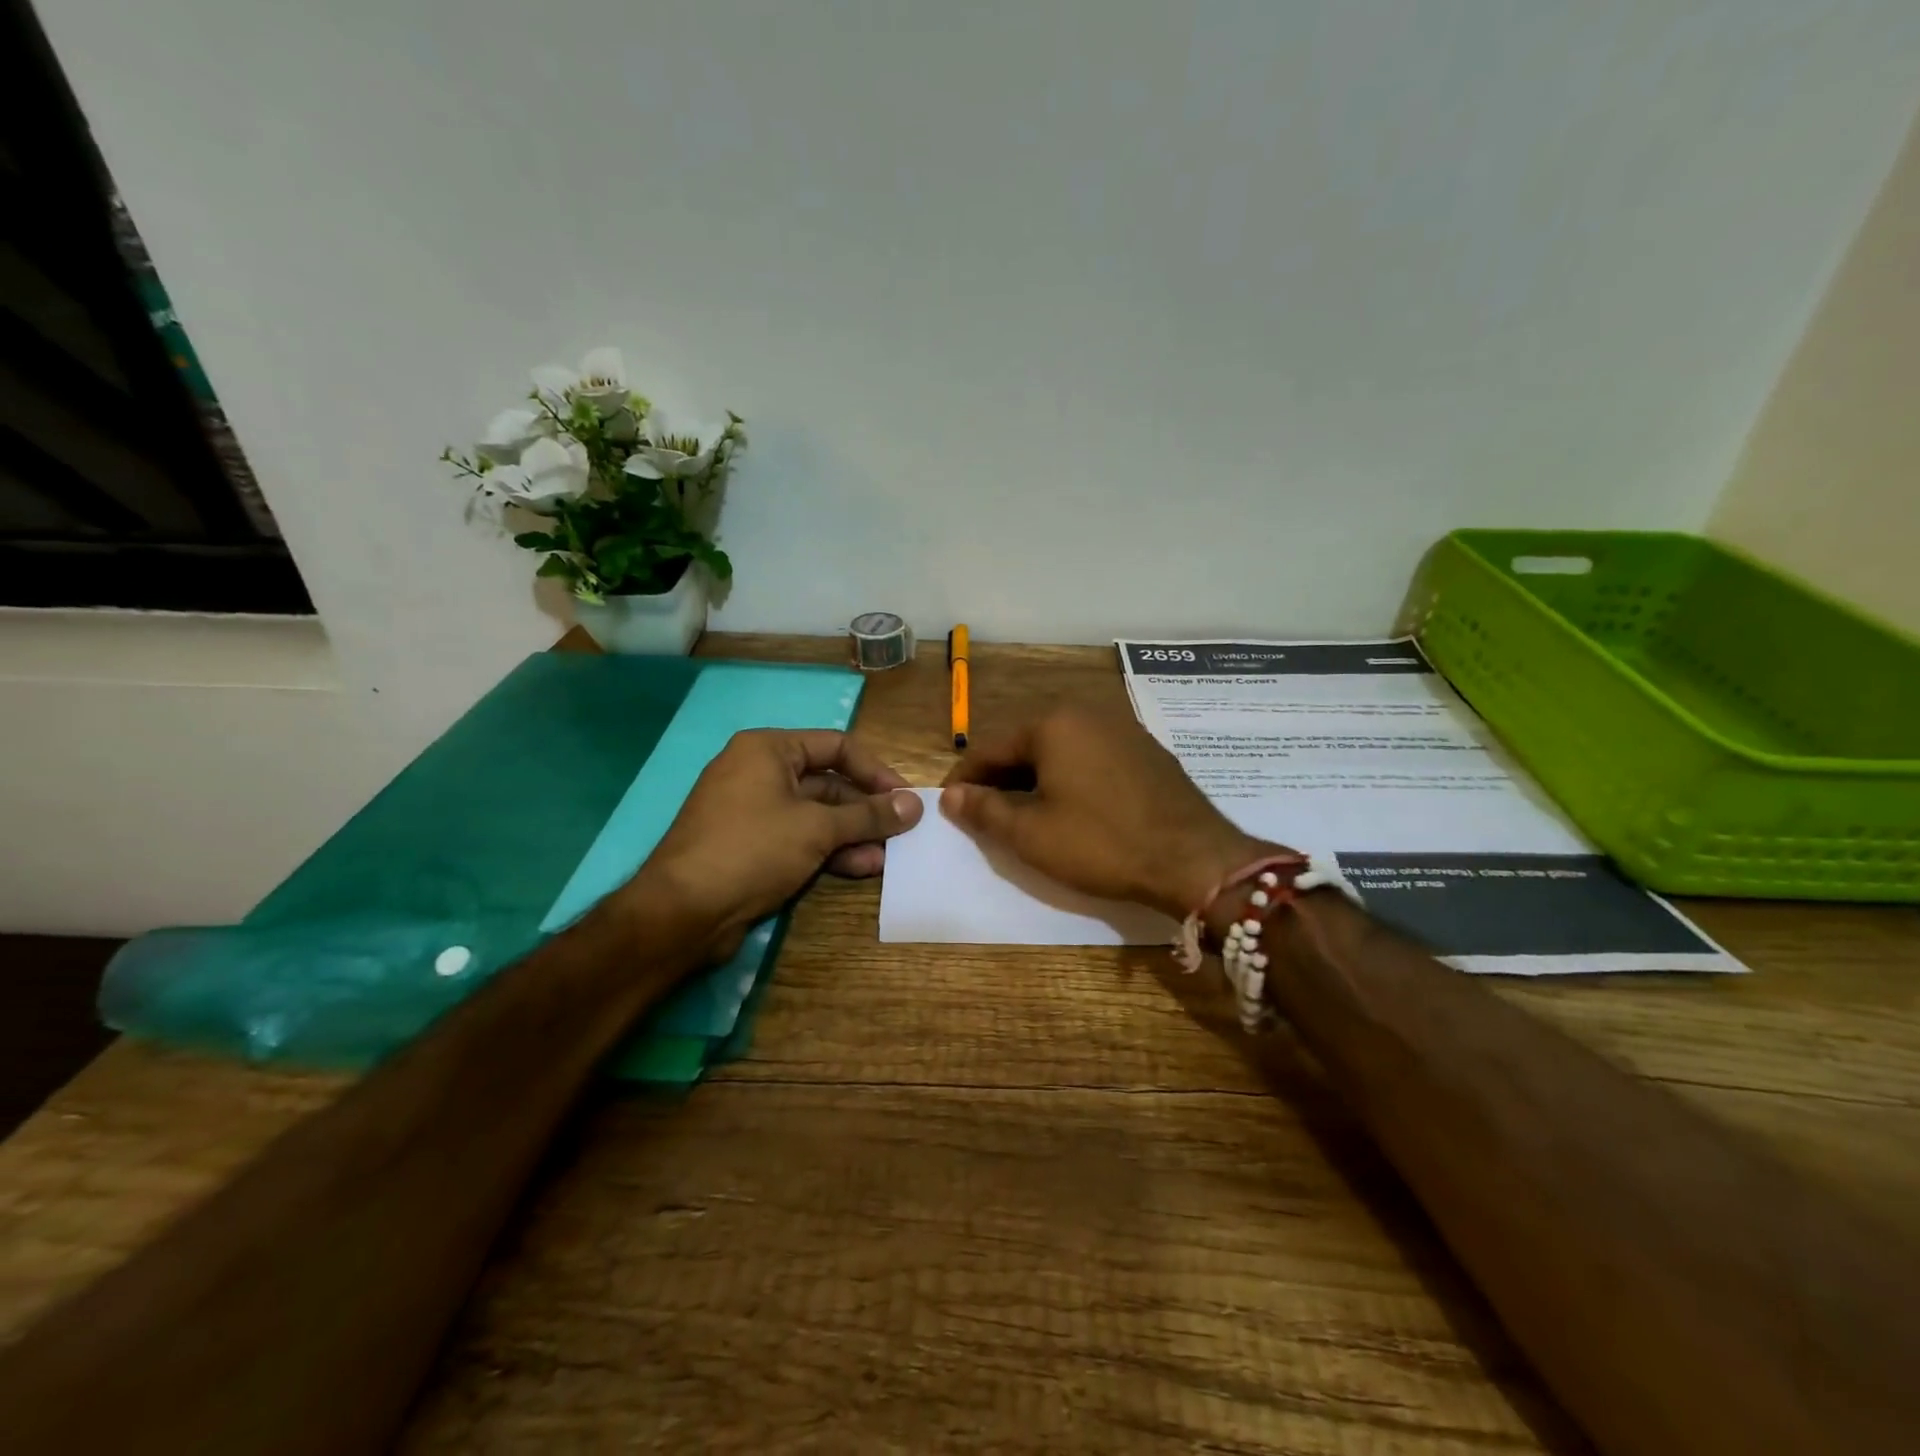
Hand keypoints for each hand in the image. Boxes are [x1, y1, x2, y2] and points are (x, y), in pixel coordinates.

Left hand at [628, 729, 922, 959]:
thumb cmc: (752, 849)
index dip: (876, 771)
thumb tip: (914, 804)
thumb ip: (869, 814)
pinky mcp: (751, 846)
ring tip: (887, 858)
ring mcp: (753, 811)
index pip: (837, 746)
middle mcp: (759, 772)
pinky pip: (799, 839)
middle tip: (902, 832)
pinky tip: (861, 869)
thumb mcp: (817, 828)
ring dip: (852, 835)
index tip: (905, 798)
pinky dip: (829, 851)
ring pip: (816, 815)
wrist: (682, 911)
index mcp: (768, 749)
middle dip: (866, 810)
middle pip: (828, 783)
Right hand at [940, 708, 1267, 918]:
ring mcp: (1122, 728)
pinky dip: (1069, 776)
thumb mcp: (1032, 834)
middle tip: (984, 812)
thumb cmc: (1102, 844)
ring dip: (1034, 776)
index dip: (964, 778)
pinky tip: (1070, 806)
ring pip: (1059, 749)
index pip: (990, 747)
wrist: (1194, 859)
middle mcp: (1087, 712)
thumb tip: (951, 795)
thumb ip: (984, 810)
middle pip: (1025, 743)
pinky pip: (1090, 756)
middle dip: (1000, 776)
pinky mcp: (1146, 749)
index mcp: (1053, 723)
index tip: (949, 805)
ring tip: (1023, 812)